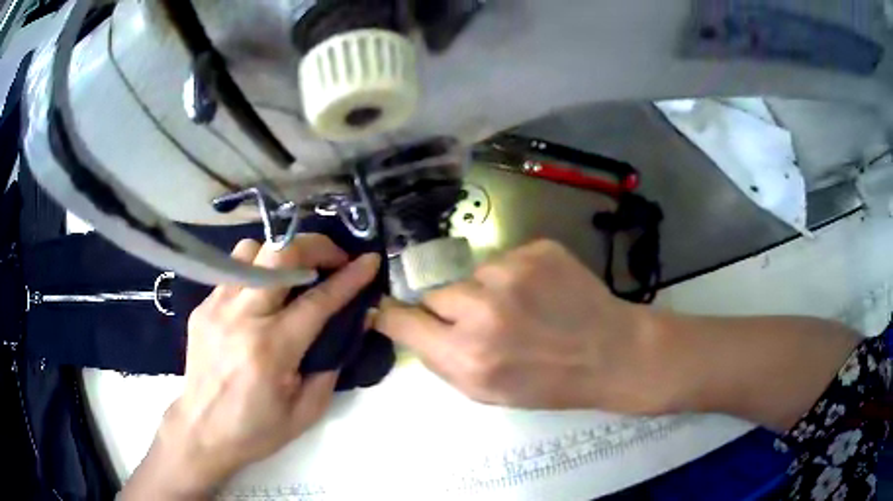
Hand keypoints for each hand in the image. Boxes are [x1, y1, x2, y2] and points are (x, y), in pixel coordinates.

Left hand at [122, 236, 379, 499]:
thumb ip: (333, 363)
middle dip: (315, 246)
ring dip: (282, 255)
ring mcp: (216, 307)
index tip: (370, 260)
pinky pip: (234, 271)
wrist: (202, 431)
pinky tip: (265, 295)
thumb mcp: (307, 410)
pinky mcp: (202, 307)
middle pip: (280, 255)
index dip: (349, 277)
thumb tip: (355, 321)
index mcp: (271, 349)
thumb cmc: (257, 429)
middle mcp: (241, 317)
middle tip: (334, 259)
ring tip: (296, 275)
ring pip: (252, 251)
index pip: (317, 300)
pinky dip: (258, 271)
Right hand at [376, 240, 670, 412]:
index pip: (403, 320)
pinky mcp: (536, 250)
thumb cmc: (548, 383)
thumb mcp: (487, 392)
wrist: (611, 353)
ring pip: (472, 275)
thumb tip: (413, 328)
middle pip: (436, 294)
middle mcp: (483, 312)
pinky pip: (504, 259)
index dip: (391, 314)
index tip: (388, 310)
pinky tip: (541, 293)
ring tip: (522, 309)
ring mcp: (512, 274)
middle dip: (450, 309)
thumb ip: (443, 361)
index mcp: (467, 357)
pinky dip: (515, 275)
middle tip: (485, 322)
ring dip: (486, 291)